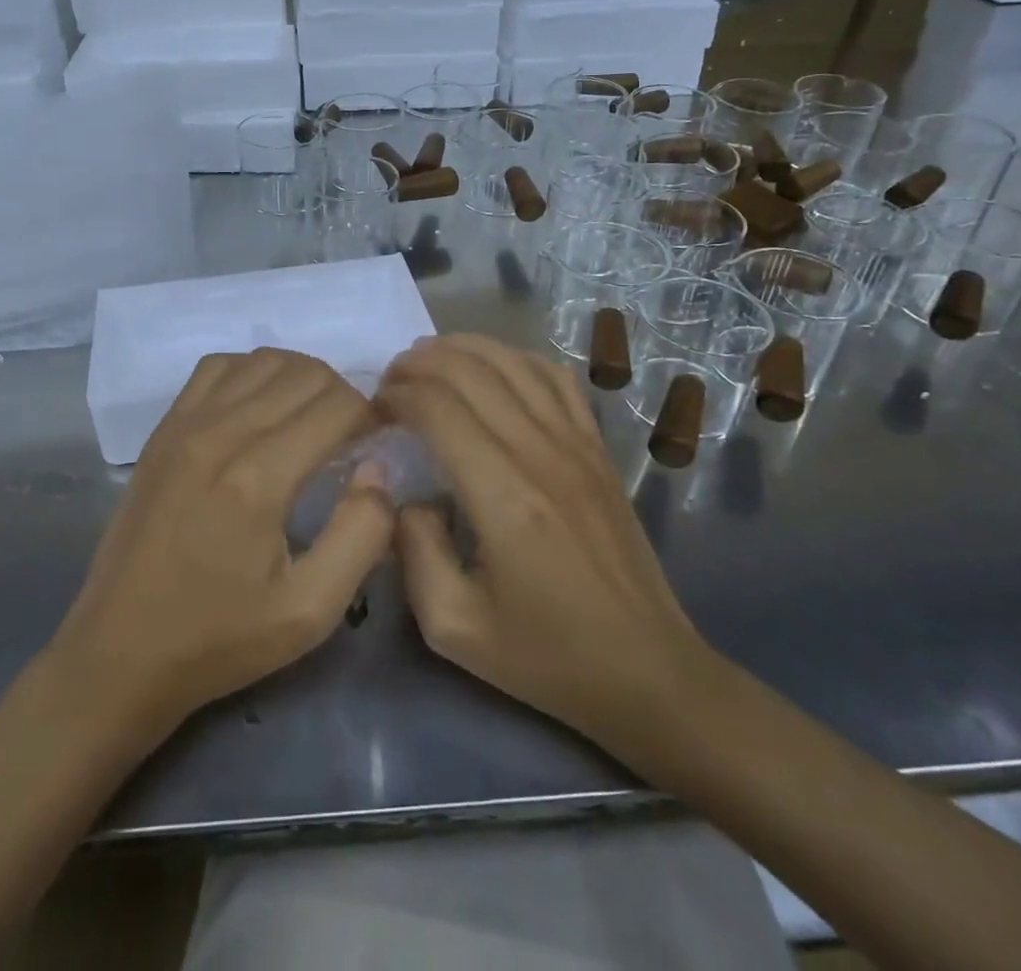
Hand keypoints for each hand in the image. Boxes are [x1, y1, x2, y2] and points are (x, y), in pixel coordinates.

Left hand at [47, 348, 393, 738]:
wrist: (119, 651)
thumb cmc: (220, 638)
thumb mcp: (310, 611)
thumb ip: (361, 534)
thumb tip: (378, 469)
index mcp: (260, 478)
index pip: (338, 405)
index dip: (372, 416)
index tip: (379, 444)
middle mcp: (222, 433)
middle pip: (305, 373)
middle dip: (343, 396)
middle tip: (352, 436)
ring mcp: (186, 424)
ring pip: (263, 360)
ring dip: (301, 378)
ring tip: (311, 419)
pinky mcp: (163, 429)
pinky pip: (217, 367)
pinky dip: (251, 372)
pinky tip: (259, 408)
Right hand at [378, 335, 706, 745]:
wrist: (646, 670)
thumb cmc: (546, 655)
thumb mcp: (454, 626)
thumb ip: (413, 550)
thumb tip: (403, 493)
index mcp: (504, 497)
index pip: (438, 408)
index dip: (397, 396)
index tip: (374, 411)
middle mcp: (541, 454)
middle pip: (470, 371)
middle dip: (418, 363)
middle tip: (390, 382)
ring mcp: (577, 444)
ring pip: (513, 361)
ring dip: (462, 349)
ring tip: (427, 362)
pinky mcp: (598, 447)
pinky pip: (555, 378)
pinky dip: (515, 358)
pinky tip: (492, 369)